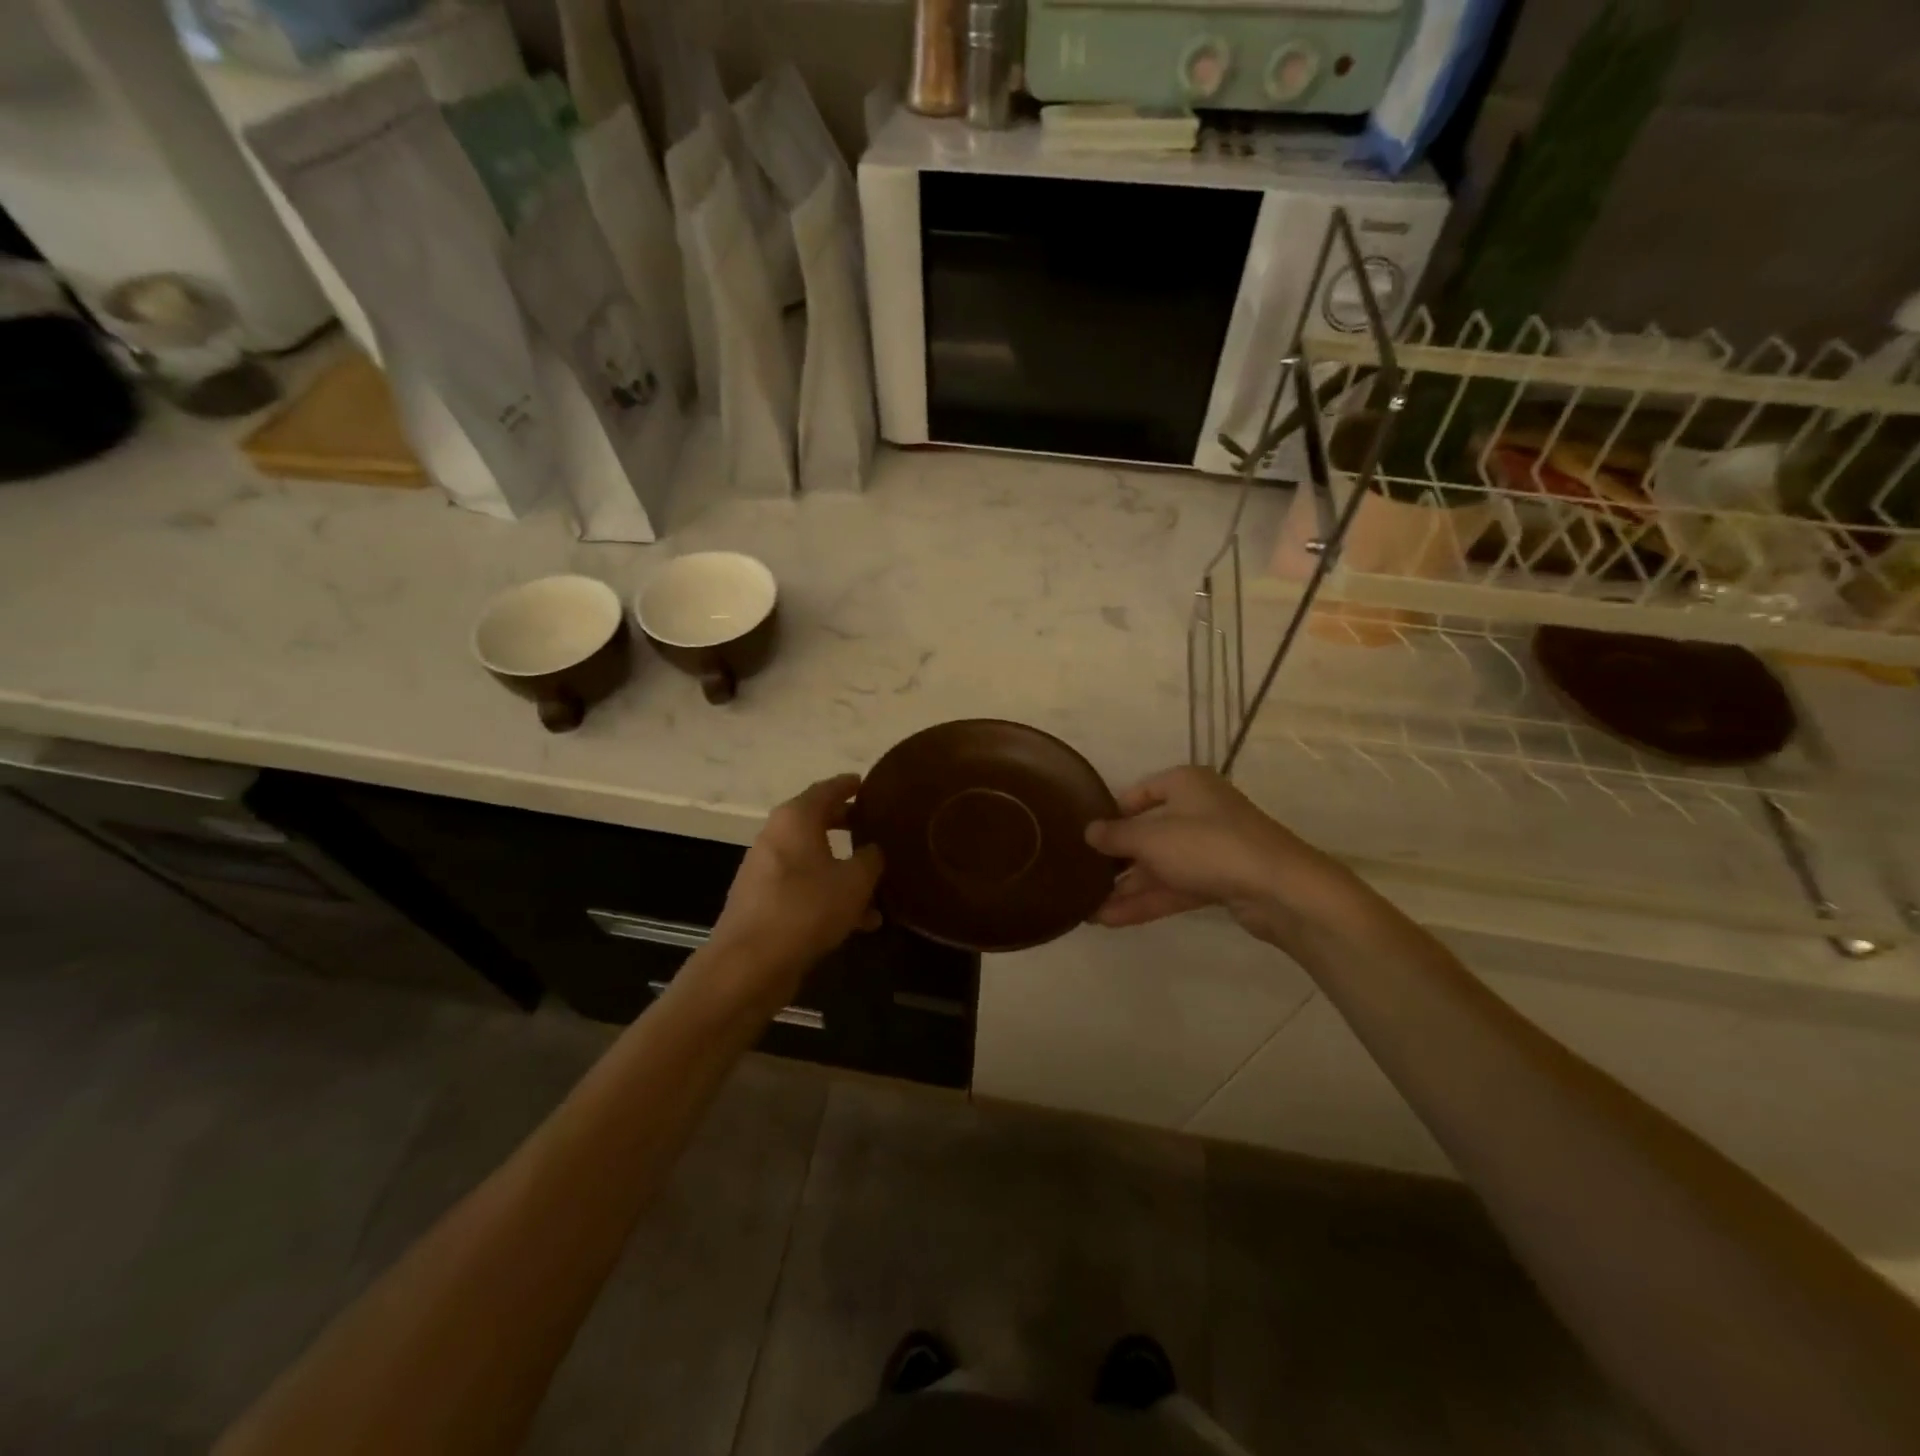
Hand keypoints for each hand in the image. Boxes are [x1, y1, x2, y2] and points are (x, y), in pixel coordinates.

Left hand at [707, 775, 882, 1002]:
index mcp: (795, 818)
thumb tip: (874, 850)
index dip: (850, 785)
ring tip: (878, 885)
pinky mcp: (763, 902)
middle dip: (849, 826)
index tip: (869, 784)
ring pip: (814, 860)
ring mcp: (766, 870)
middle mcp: (776, 836)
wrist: (749, 964)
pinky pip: (805, 888)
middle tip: (877, 827)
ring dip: (844, 869)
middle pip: (818, 822)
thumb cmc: (806, 908)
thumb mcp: (855, 881)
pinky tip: (860, 921)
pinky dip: (830, 895)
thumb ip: (871, 858)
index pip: (827, 789)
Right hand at [1084, 766, 1343, 944]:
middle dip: (1116, 860)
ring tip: (1087, 909)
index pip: (1140, 793)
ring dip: (1126, 888)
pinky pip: (1175, 887)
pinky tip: (1110, 919)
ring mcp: (1211, 848)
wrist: (1279, 888)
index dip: (1112, 814)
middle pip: (1149, 833)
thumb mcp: (1151, 838)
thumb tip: (1088, 831)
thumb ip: (1115, 836)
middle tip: (1082, 877)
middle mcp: (1198, 810)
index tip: (1087, 836)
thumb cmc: (1208, 845)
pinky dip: (1147, 901)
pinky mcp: (1220, 880)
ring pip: (1160, 866)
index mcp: (1185, 784)